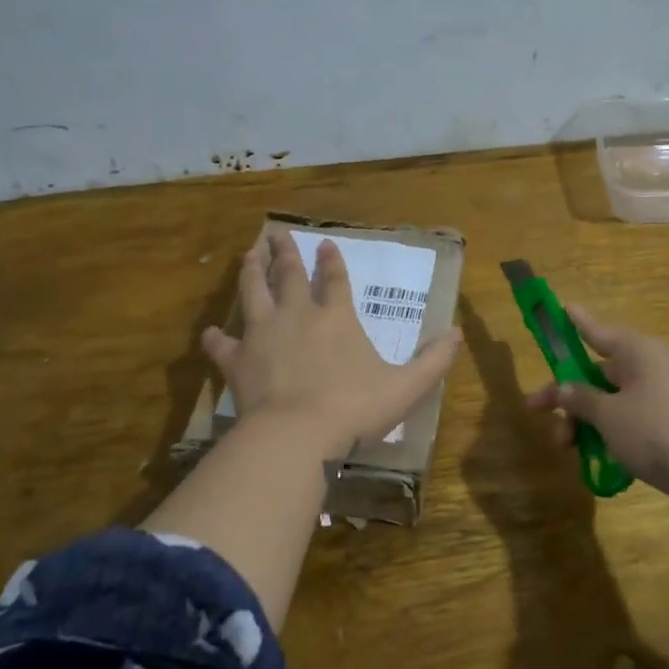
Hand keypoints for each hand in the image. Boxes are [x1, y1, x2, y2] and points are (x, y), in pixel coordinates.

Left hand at [203, 231, 461, 460]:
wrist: (298, 434)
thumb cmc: (355, 409)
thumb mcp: (406, 386)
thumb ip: (434, 360)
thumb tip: (459, 334)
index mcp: (336, 318)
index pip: (335, 280)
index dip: (332, 261)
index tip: (325, 244)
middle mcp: (297, 316)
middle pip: (289, 275)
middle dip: (285, 253)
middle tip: (276, 234)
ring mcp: (263, 334)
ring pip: (253, 293)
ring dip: (250, 273)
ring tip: (247, 256)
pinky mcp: (237, 360)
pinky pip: (222, 344)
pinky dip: (215, 338)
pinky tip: (209, 333)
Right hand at [525, 306, 668, 523]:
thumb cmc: (658, 431)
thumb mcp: (608, 414)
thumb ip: (581, 399)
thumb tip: (564, 388)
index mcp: (636, 352)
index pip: (596, 331)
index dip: (575, 322)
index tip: (559, 307)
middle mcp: (650, 368)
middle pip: (598, 373)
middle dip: (568, 395)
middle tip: (539, 414)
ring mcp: (664, 398)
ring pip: (612, 403)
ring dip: (586, 422)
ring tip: (569, 450)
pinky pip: (631, 424)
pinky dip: (611, 438)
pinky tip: (599, 462)